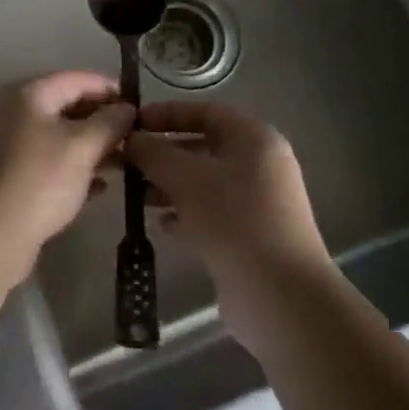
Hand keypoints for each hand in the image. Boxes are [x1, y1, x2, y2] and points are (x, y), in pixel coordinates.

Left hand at [0, 72, 134, 262]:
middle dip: (101, 121)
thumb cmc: (41, 178)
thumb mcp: (83, 146)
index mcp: (28, 94)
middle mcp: (12, 111)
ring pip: (57, 136)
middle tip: (134, 137)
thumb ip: (110, 122)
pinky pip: (46, 161)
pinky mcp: (6, 174)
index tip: (139, 106)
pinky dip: (72, 168)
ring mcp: (6, 143)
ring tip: (124, 163)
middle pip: (65, 106)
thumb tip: (127, 108)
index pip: (77, 79)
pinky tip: (99, 187)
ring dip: (90, 146)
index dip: (110, 89)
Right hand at [126, 102, 330, 347]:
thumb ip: (154, 153)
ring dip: (169, 185)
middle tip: (127, 163)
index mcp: (254, 139)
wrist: (282, 298)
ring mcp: (258, 202)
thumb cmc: (234, 220)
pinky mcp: (251, 235)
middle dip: (163, 154)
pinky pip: (211, 212)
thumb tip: (129, 138)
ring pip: (204, 182)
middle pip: (203, 146)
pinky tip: (162, 225)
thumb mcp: (186, 178)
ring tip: (137, 196)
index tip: (132, 124)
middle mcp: (259, 165)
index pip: (205, 111)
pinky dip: (185, 213)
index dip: (167, 113)